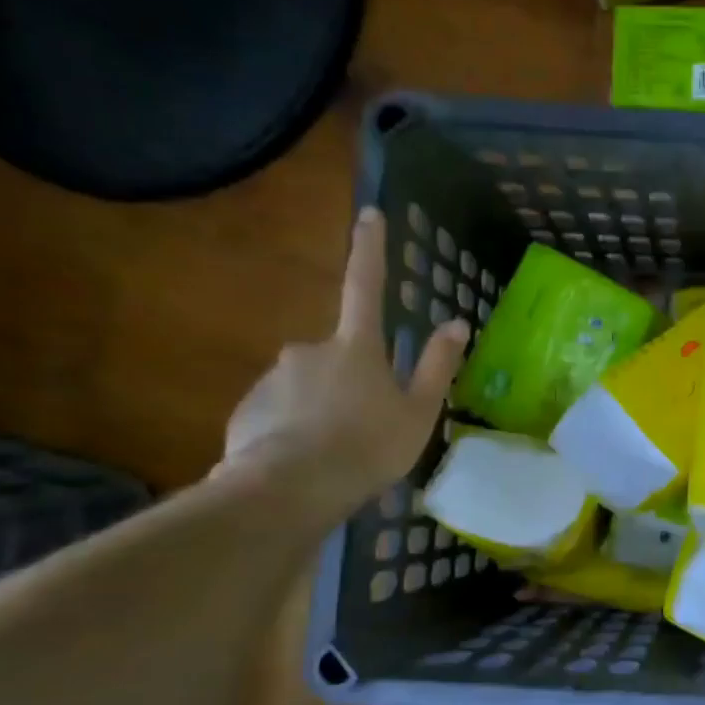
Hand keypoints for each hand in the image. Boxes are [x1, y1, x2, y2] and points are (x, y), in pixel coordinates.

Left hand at [217, 208, 468, 526]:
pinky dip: (294, 428)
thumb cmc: (367, 447)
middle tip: (365, 426)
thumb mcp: (418, 412)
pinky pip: (279, 411)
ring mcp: (274, 378)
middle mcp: (309, 349)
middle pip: (338, 354)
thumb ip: (436, 366)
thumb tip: (457, 323)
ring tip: (336, 452)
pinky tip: (306, 460)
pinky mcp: (247, 408)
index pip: (365, 286)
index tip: (369, 214)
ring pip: (307, 386)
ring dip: (322, 408)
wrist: (288, 490)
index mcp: (356, 347)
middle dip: (351, 380)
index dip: (370, 250)